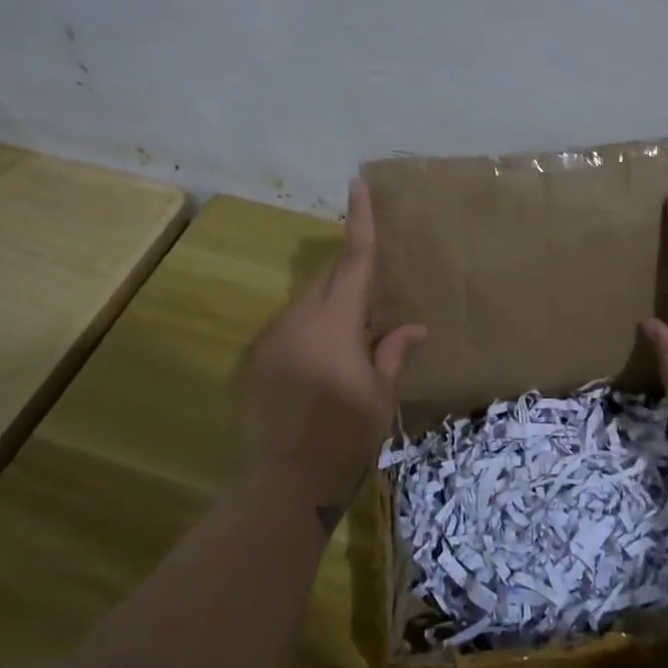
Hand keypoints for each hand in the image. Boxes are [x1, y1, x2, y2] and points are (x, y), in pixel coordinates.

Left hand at [237, 178, 425, 533]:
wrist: (284, 484)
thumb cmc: (345, 438)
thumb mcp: (380, 396)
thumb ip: (392, 353)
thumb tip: (413, 327)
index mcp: (334, 322)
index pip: (353, 260)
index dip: (359, 220)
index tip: (357, 183)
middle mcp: (297, 320)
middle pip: (327, 281)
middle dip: (349, 278)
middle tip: (373, 299)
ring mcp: (270, 340)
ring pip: (306, 308)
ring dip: (330, 313)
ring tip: (351, 346)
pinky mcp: (254, 362)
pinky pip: (288, 332)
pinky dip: (309, 336)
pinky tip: (320, 371)